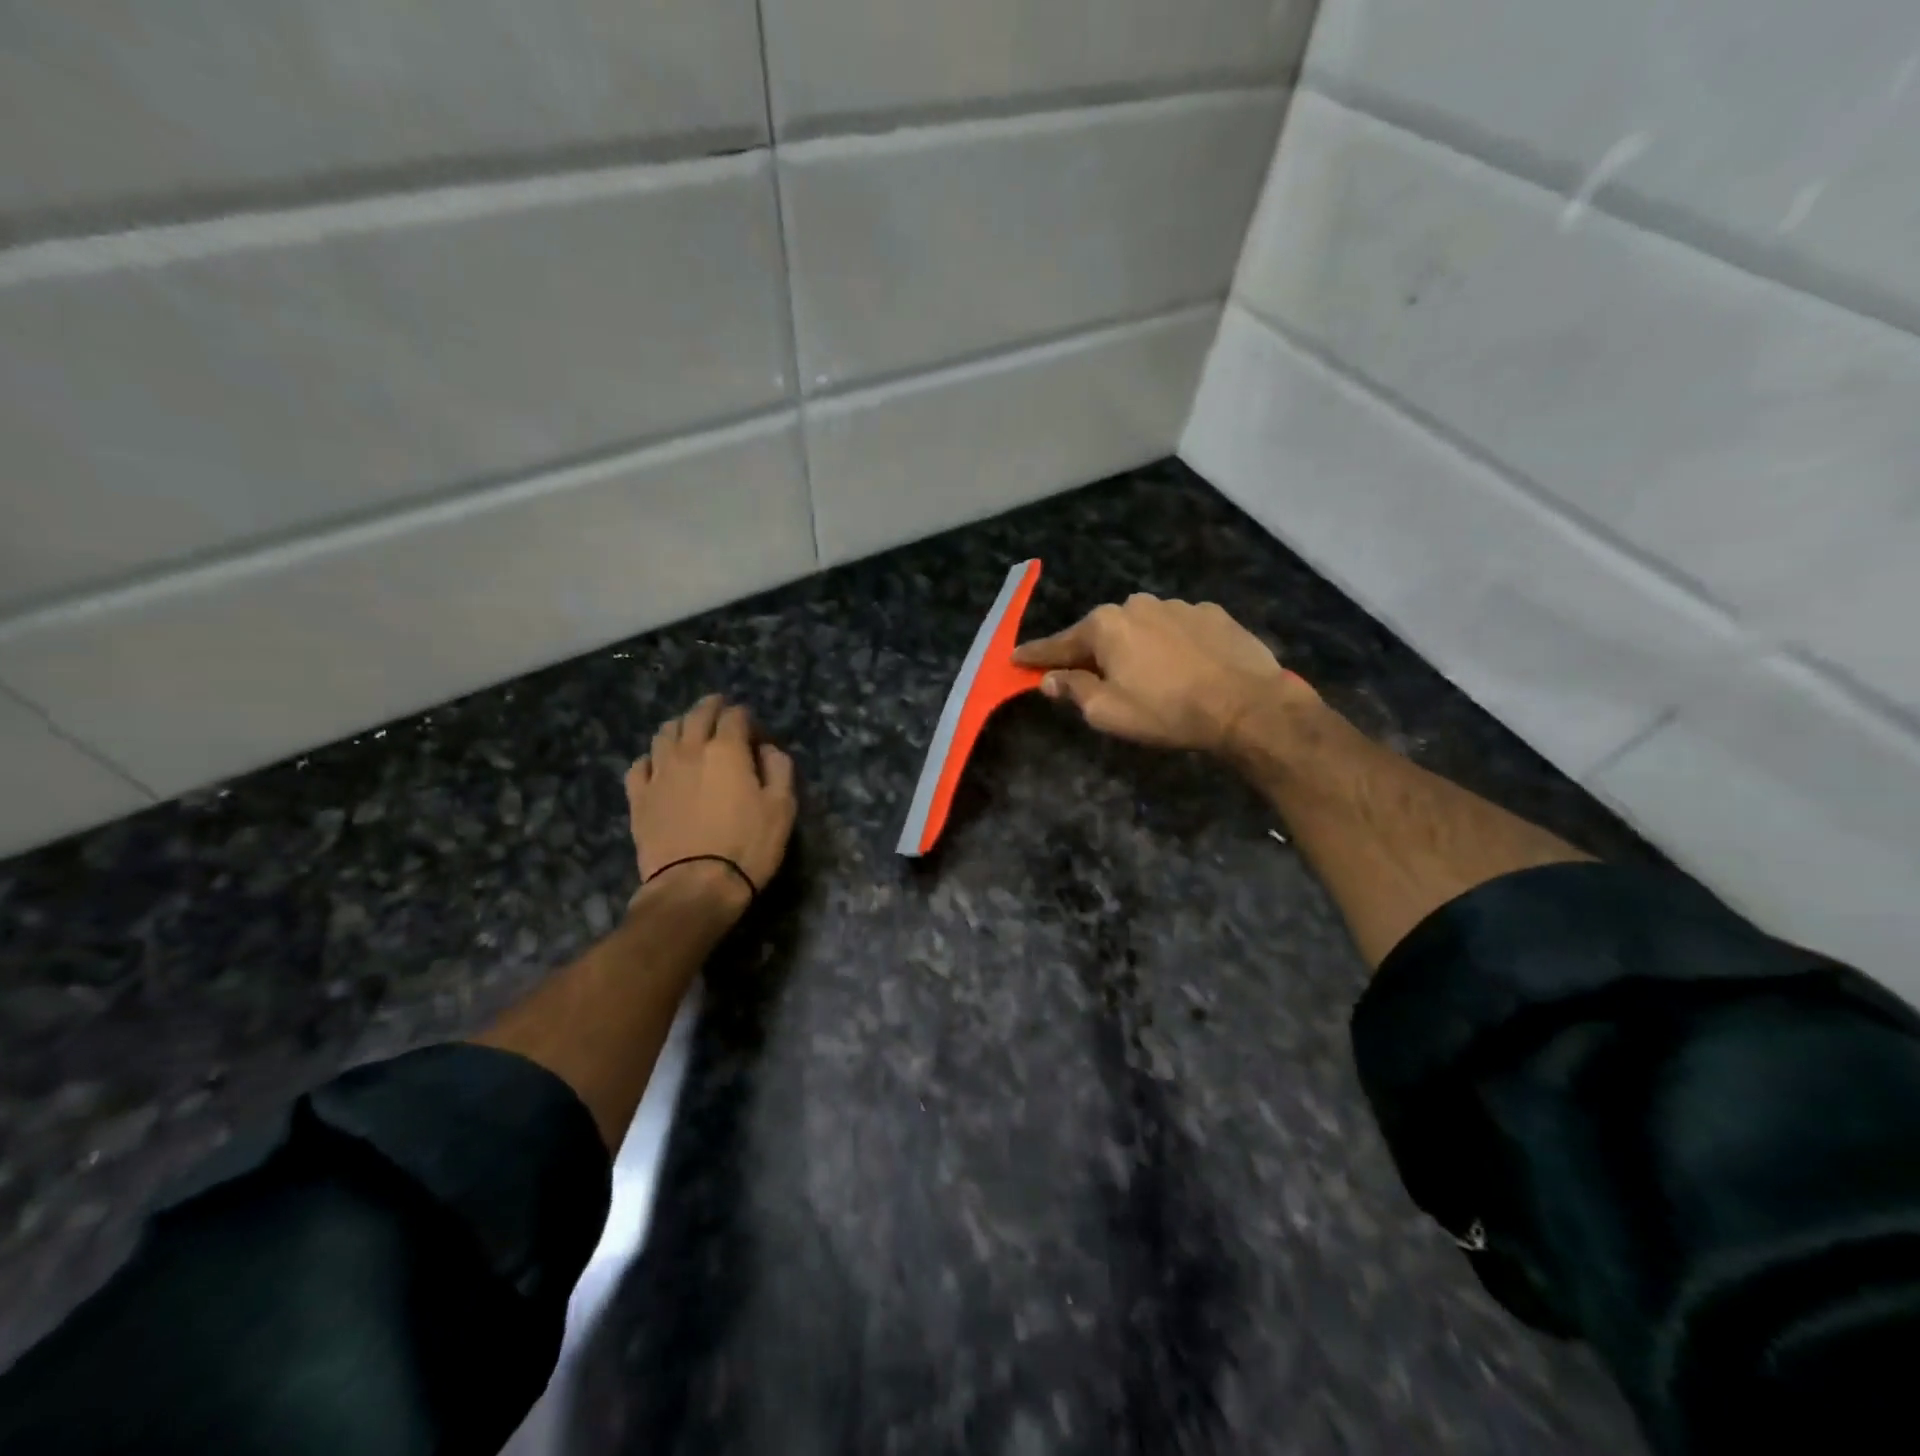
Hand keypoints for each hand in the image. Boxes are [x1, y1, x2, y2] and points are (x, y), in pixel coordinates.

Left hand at [627, 695, 795, 913]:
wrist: (695, 886)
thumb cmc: (747, 846)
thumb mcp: (782, 808)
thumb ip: (779, 769)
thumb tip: (767, 750)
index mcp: (727, 750)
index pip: (736, 716)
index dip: (747, 717)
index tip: (756, 730)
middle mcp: (689, 750)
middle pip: (697, 715)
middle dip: (712, 707)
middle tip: (721, 709)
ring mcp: (659, 772)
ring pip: (665, 732)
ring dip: (681, 725)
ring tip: (689, 731)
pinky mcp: (638, 797)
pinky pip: (640, 765)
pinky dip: (652, 757)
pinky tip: (659, 765)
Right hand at [1013, 595, 1320, 756]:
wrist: (1246, 705)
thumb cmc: (1166, 710)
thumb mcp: (1108, 711)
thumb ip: (1074, 690)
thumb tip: (1050, 679)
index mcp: (1105, 625)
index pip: (1059, 643)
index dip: (1036, 656)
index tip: (1015, 658)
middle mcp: (1137, 604)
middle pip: (1102, 633)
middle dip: (1093, 654)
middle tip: (1093, 680)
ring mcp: (1178, 605)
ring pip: (1142, 628)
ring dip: (1136, 648)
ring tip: (1150, 678)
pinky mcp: (1213, 614)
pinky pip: (1178, 629)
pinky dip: (1171, 646)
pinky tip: (1185, 668)